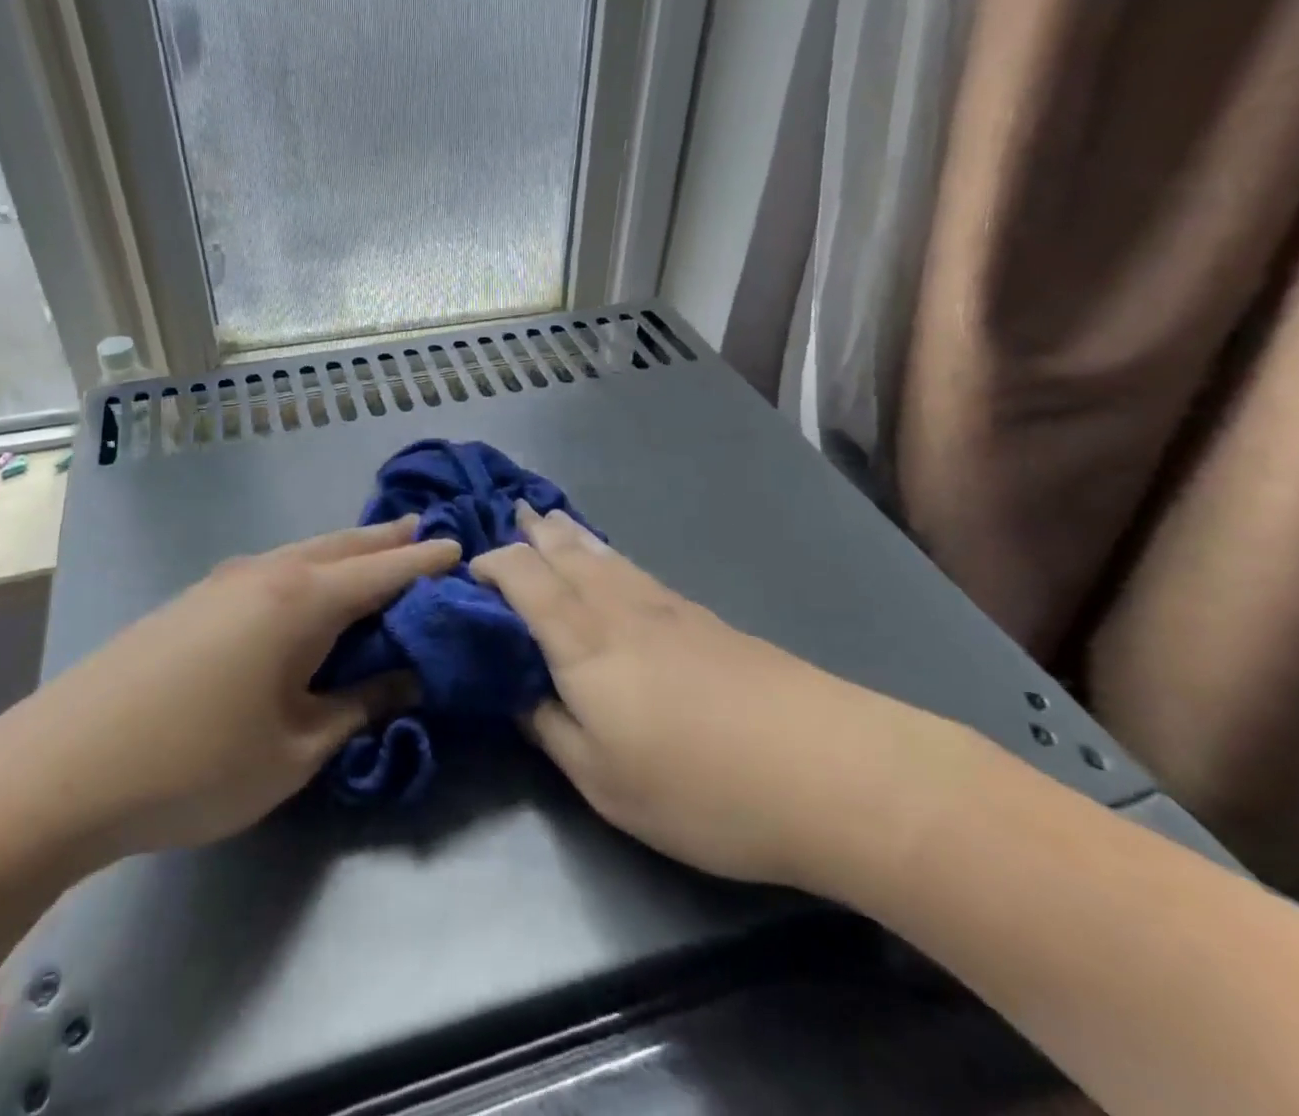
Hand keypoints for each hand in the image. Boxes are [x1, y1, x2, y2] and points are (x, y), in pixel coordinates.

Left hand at [8, 518, 458, 864]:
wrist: (61, 766)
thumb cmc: (194, 764)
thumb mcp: (294, 749)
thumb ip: (357, 707)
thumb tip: (405, 678)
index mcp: (301, 600)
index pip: (383, 572)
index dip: (426, 563)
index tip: (462, 549)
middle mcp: (267, 573)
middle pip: (342, 546)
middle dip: (388, 541)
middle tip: (425, 530)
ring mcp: (223, 580)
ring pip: (304, 552)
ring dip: (346, 550)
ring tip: (375, 551)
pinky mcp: (194, 599)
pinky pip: (272, 569)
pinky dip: (308, 567)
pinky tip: (306, 586)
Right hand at [470, 504, 970, 892]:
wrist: (830, 769)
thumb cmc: (700, 786)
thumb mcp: (604, 780)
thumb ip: (550, 728)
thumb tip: (516, 693)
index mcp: (582, 639)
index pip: (523, 578)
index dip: (491, 565)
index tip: (467, 570)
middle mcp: (618, 607)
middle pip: (565, 553)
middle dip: (532, 532)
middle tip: (511, 513)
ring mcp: (667, 607)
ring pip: (603, 556)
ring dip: (569, 535)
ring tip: (550, 520)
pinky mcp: (704, 619)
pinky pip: (634, 570)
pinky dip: (606, 556)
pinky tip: (612, 564)